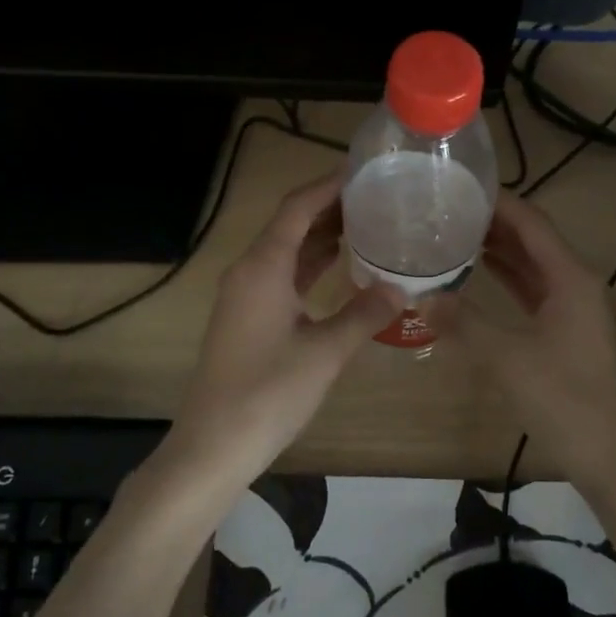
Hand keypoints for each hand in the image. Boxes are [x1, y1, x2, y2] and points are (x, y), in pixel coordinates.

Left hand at [173, 171, 402, 478]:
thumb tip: (401, 289)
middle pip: (291, 223)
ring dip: (321, 235)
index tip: (364, 171)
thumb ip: (365, 314)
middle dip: (330, 207)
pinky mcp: (247, 316)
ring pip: (286, 249)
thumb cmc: (269, 392)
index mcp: (264, 266)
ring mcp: (245, 294)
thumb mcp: (325, 352)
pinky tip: (340, 266)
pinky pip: (282, 274)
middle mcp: (250, 270)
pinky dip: (310, 264)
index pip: (298, 207)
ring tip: (367, 223)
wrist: (214, 445)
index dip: (329, 185)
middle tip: (376, 197)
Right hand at [450, 191, 615, 494]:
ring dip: (502, 250)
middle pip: (535, 240)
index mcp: (572, 278)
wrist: (609, 455)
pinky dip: (510, 278)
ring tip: (458, 233)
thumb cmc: (562, 399)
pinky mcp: (571, 330)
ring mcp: (577, 308)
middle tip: (450, 209)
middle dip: (496, 223)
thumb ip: (463, 322)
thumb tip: (422, 296)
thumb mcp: (506, 358)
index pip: (533, 223)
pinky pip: (537, 290)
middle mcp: (579, 283)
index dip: (499, 202)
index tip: (462, 186)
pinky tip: (481, 274)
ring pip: (535, 266)